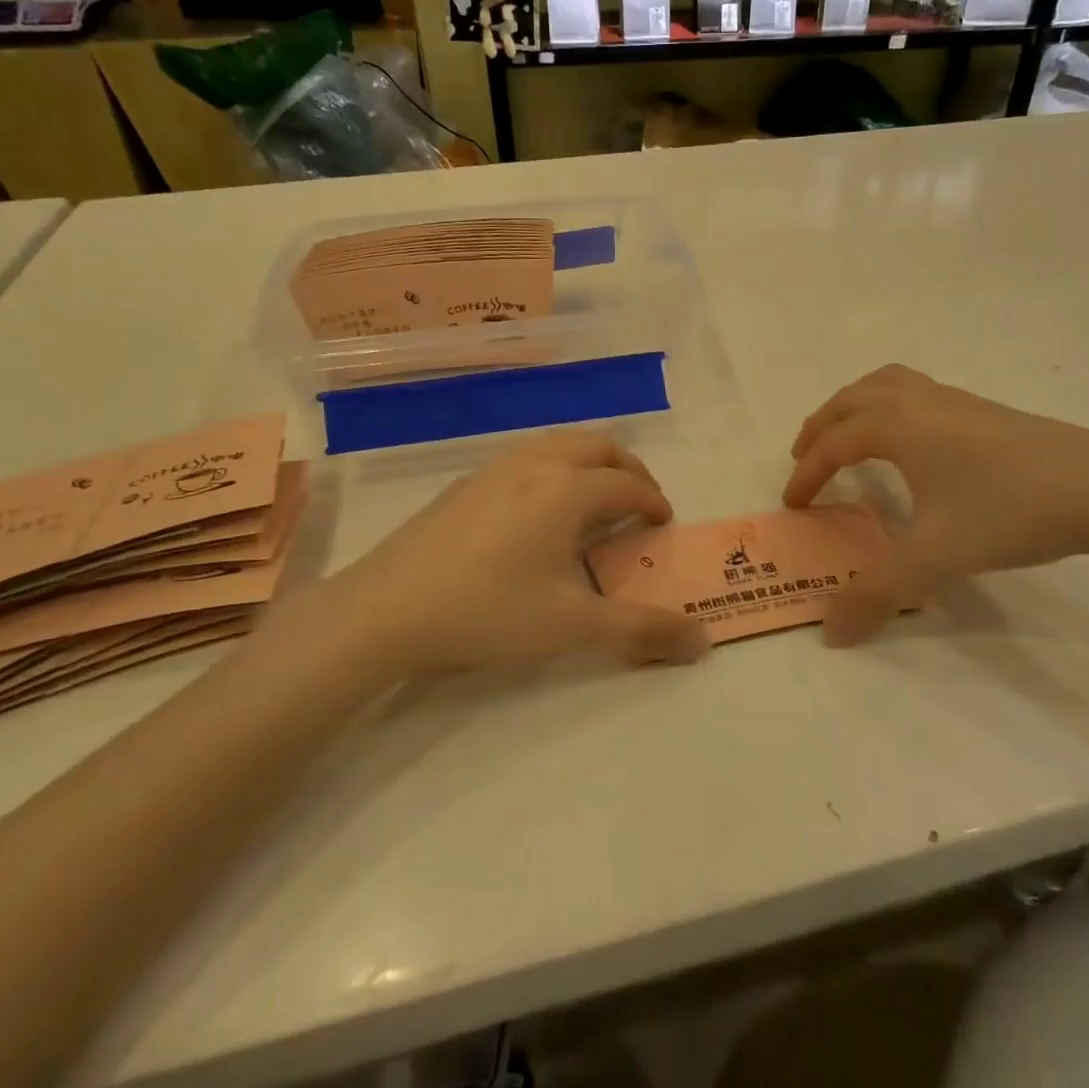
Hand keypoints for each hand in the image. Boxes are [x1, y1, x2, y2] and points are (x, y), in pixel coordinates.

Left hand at [325, 430, 708, 678]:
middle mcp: (535, 464)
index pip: (627, 486)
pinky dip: (553, 467)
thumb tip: (702, 644)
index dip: (653, 502)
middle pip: (597, 447)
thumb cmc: (489, 612)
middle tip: (639, 501)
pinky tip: (537, 509)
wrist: (386, 610)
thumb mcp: (573, 627)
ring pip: (557, 443)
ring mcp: (494, 469)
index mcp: (567, 490)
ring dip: (589, 462)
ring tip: (594, 498)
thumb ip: (642, 632)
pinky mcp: (464, 484)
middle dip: (628, 469)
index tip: (663, 523)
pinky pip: (525, 457)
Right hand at [783, 365, 1088, 644]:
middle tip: (803, 457)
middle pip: (852, 400)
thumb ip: (877, 593)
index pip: (834, 444)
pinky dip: (890, 404)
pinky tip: (911, 441)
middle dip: (821, 427)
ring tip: (847, 434)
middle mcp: (920, 403)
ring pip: (886, 384)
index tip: (794, 505)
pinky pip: (916, 391)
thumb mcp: (936, 558)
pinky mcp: (985, 409)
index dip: (807, 473)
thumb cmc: (1009, 512)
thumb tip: (830, 633)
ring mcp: (956, 401)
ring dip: (854, 406)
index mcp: (898, 427)